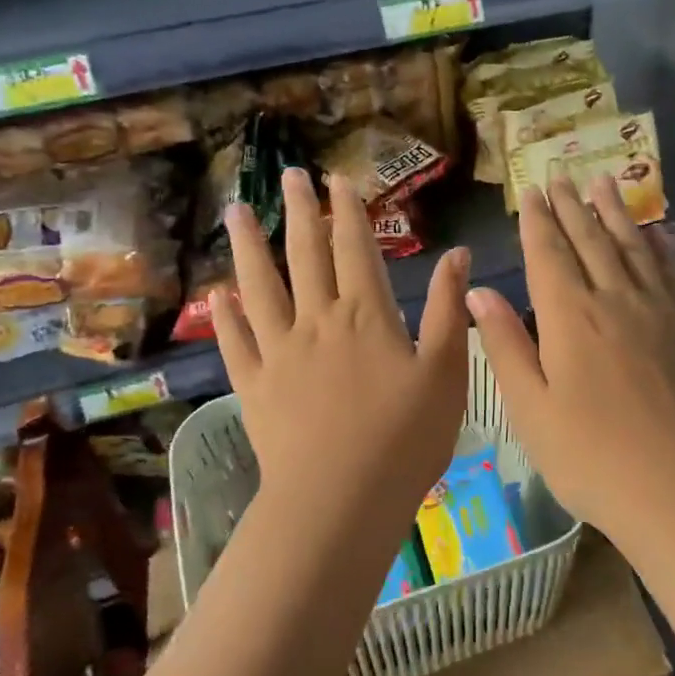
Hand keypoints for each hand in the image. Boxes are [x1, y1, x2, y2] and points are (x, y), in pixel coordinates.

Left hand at [211, 167, 468, 525]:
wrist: (342, 499)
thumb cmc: (406, 438)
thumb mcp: (446, 372)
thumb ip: (450, 310)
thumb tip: (457, 254)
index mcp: (366, 314)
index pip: (355, 248)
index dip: (348, 211)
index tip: (338, 179)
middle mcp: (318, 320)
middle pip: (305, 254)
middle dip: (298, 211)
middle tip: (288, 175)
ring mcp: (280, 352)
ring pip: (260, 287)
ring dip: (247, 247)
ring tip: (234, 211)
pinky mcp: (255, 385)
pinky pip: (237, 342)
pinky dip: (226, 316)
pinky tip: (217, 295)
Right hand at [468, 174, 674, 545]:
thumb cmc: (593, 458)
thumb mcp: (531, 410)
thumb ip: (506, 346)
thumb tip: (478, 292)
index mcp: (570, 317)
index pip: (548, 253)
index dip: (538, 220)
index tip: (532, 190)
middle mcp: (616, 299)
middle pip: (590, 239)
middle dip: (572, 206)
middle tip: (561, 175)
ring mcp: (661, 310)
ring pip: (634, 246)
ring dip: (615, 212)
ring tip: (603, 184)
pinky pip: (674, 272)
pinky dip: (662, 246)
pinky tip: (659, 232)